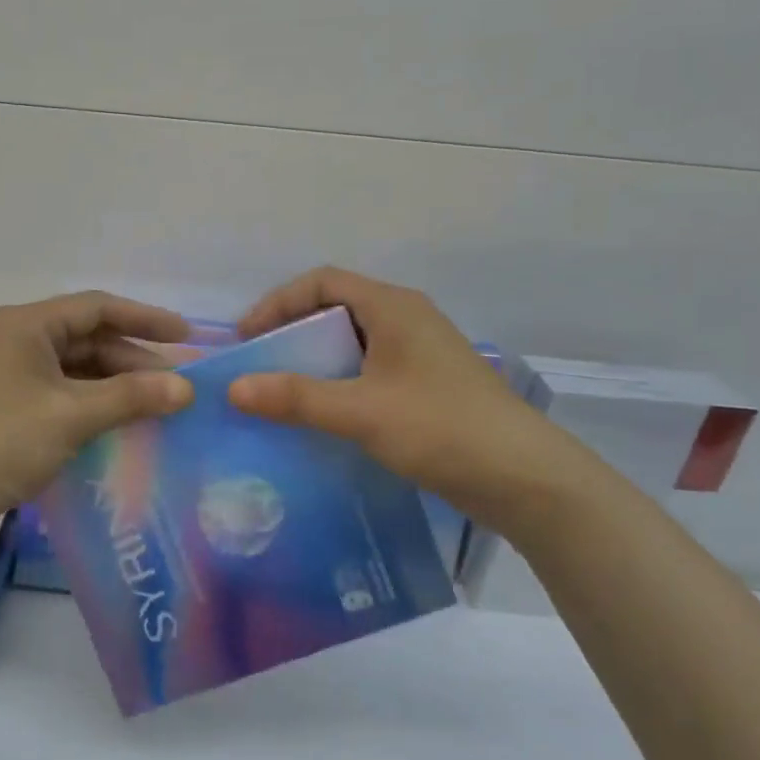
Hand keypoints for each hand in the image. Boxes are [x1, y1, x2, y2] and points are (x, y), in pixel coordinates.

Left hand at [0, 292, 194, 554]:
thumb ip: (131, 397)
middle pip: (85, 338)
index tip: (186, 336)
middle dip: (132, 360)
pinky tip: (118, 421)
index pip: (96, 307)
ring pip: (73, 367)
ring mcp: (4, 373)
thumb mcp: (71, 416)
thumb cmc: (1, 444)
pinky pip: (58, 391)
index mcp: (23, 325)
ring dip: (113, 384)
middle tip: (176, 385)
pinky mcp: (2, 404)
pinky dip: (90, 402)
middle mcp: (12, 339)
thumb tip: (186, 388)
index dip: (145, 319)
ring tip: (155, 405)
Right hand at [227, 267, 593, 533]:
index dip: (278, 303)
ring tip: (282, 392)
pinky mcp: (427, 385)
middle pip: (336, 309)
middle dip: (292, 333)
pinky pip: (369, 370)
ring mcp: (420, 353)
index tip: (247, 339)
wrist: (525, 478)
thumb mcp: (361, 411)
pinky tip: (323, 415)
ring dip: (315, 361)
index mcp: (393, 307)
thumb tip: (234, 388)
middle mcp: (407, 319)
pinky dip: (339, 383)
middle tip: (260, 367)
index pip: (322, 281)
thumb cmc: (440, 428)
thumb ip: (296, 398)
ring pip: (353, 342)